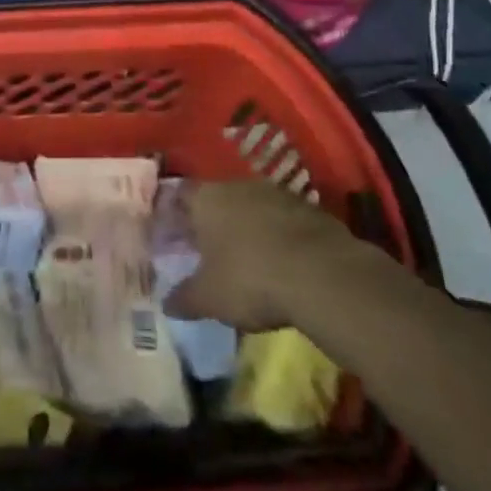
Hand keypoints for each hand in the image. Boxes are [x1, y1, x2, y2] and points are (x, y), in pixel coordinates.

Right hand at [163, 177, 390, 330]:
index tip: (171, 233)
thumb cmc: (251, 280)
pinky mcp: (310, 209)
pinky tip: (281, 261)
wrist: (324, 276)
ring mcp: (277, 194)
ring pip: (252, 206)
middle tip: (206, 247)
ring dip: (247, 226)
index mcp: (206, 199)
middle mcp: (238, 186)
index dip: (174, 213)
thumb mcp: (209, 298)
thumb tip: (166, 304)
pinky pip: (283, 219)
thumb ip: (184, 298)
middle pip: (217, 198)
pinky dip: (278, 236)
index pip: (180, 195)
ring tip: (245, 255)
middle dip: (211, 220)